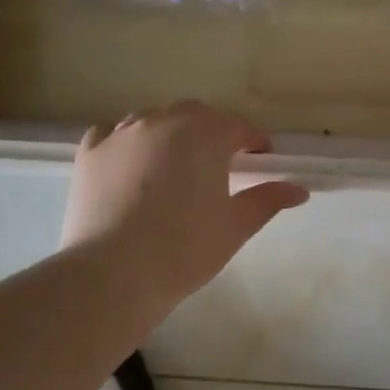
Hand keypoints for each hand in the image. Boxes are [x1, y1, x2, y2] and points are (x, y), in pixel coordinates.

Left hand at [61, 101, 309, 312]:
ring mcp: (121, 132)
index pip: (238, 127)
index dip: (254, 142)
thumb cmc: (184, 250)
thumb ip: (267, 200)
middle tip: (220, 165)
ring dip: (171, 134)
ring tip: (175, 166)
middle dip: (212, 133)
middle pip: (195, 116)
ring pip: (154, 120)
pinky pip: (115, 133)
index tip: (261, 161)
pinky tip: (133, 165)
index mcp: (204, 135)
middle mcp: (162, 121)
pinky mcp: (90, 151)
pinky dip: (130, 142)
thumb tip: (299, 190)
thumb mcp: (234, 226)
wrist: (113, 273)